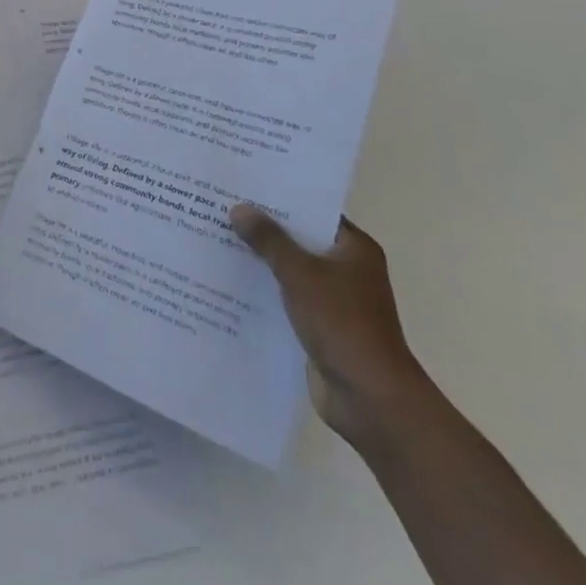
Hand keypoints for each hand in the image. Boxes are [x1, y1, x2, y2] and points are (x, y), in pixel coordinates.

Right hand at [229, 205, 429, 452]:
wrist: (369, 399)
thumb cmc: (342, 324)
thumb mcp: (301, 274)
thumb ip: (269, 240)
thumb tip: (240, 208)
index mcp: (354, 249)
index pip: (313, 212)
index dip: (281, 198)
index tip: (245, 185)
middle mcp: (346, 270)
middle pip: (299, 240)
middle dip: (264, 230)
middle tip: (221, 209)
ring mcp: (333, 301)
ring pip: (290, 271)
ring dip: (261, 262)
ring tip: (216, 241)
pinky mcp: (319, 327)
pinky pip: (286, 299)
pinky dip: (264, 292)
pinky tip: (229, 284)